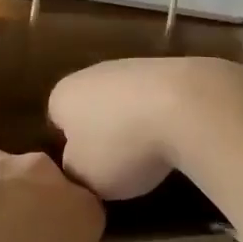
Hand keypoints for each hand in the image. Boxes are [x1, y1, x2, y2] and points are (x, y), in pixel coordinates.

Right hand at [49, 56, 242, 199]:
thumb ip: (73, 171)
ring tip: (153, 155)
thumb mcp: (84, 176)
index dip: (70, 147)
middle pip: (92, 107)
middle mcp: (92, 72)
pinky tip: (177, 137)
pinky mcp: (169, 67)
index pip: (56, 121)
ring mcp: (132, 65)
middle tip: (119, 166)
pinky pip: (157, 99)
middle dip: (103, 132)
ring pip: (125, 101)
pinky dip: (163, 116)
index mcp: (63, 94)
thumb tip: (78, 164)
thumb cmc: (121, 144)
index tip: (87, 171)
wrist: (186, 105)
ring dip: (135, 124)